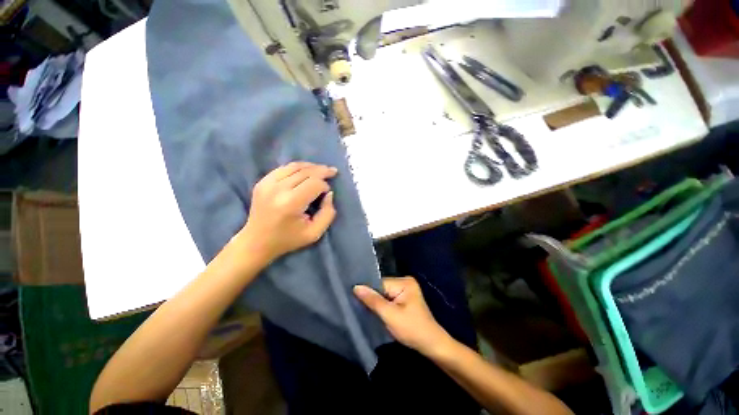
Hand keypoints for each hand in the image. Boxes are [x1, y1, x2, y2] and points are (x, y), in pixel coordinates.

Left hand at [239, 162, 337, 263]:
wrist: (256, 242)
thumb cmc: (288, 239)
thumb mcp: (314, 233)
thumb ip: (328, 213)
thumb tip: (329, 193)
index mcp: (291, 203)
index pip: (314, 184)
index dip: (325, 186)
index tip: (327, 194)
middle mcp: (278, 189)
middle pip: (306, 172)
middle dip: (322, 171)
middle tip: (333, 171)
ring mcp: (267, 183)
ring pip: (295, 166)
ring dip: (311, 166)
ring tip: (322, 169)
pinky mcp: (262, 182)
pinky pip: (284, 168)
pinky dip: (298, 167)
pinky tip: (306, 171)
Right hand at [354, 277, 452, 355]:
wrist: (432, 345)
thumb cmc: (412, 330)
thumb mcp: (390, 316)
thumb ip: (373, 301)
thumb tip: (356, 287)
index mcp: (404, 282)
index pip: (380, 283)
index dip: (369, 293)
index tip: (356, 302)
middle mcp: (405, 281)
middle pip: (381, 288)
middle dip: (374, 299)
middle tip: (363, 310)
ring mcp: (406, 290)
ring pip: (384, 294)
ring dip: (378, 304)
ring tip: (369, 312)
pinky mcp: (405, 298)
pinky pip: (389, 299)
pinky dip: (383, 306)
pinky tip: (379, 313)